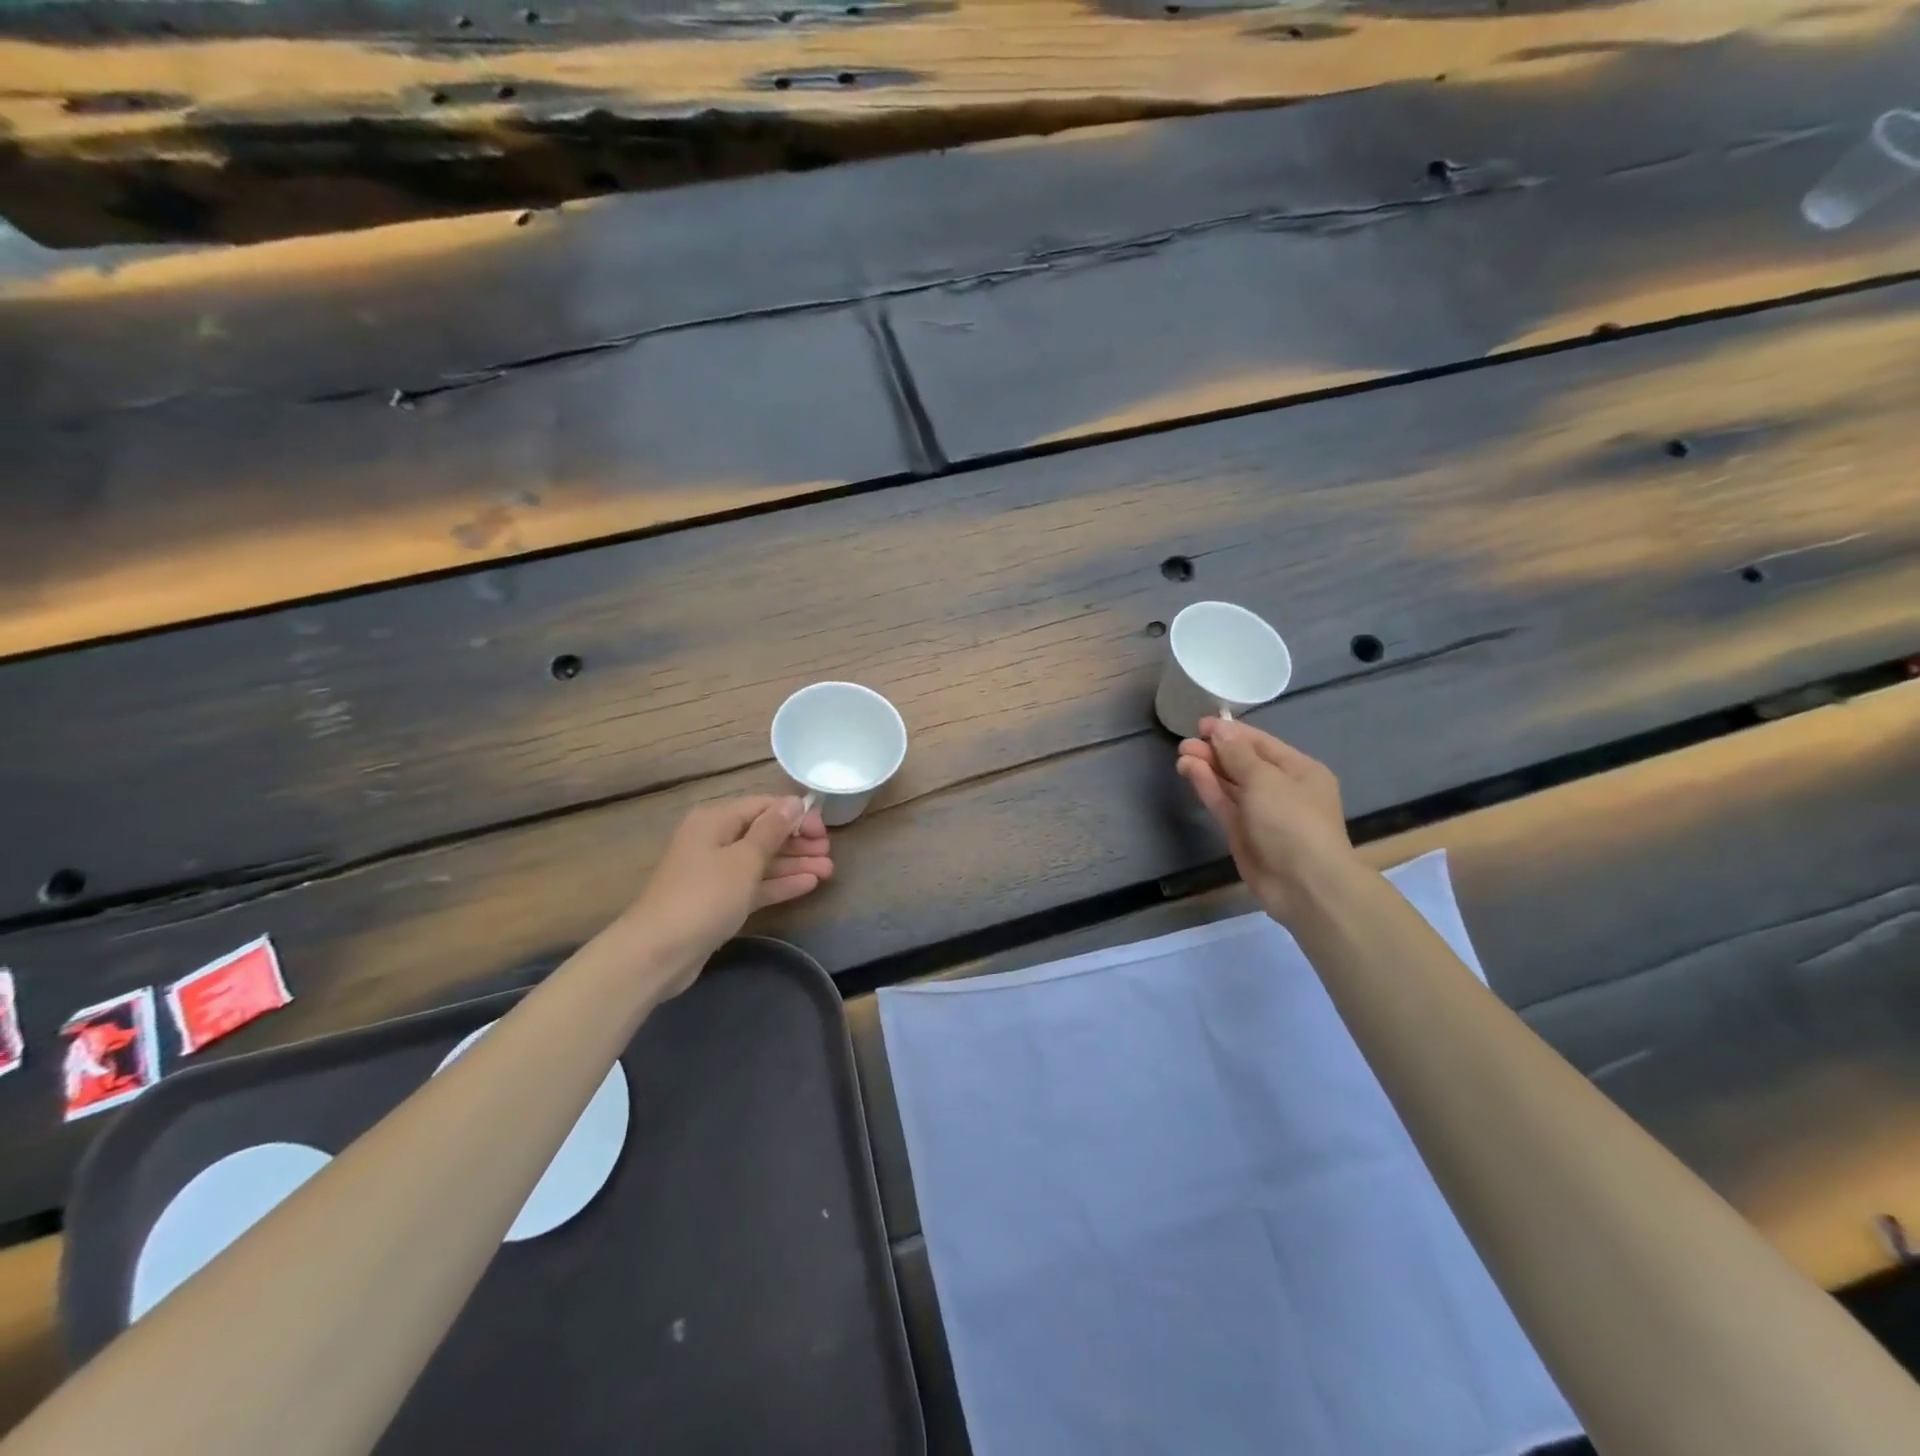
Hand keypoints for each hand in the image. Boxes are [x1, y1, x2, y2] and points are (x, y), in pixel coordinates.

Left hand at [623, 796, 832, 991]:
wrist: (658, 952)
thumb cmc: (705, 896)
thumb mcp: (744, 859)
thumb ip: (772, 829)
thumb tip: (793, 802)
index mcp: (715, 820)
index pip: (763, 806)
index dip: (795, 815)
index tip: (823, 830)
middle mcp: (714, 840)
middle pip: (763, 833)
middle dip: (797, 841)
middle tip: (829, 852)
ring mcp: (715, 873)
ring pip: (761, 861)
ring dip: (794, 864)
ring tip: (829, 870)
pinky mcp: (718, 901)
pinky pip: (754, 885)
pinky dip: (779, 883)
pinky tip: (808, 884)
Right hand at [1176, 718, 1353, 926]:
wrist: (1304, 884)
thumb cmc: (1292, 822)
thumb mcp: (1265, 780)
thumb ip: (1238, 754)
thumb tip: (1220, 730)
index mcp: (1300, 771)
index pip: (1261, 744)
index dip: (1231, 732)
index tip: (1201, 724)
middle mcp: (1282, 789)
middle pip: (1243, 763)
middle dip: (1215, 751)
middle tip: (1185, 743)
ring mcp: (1261, 813)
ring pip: (1230, 784)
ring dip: (1207, 768)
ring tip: (1181, 755)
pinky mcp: (1243, 833)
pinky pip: (1223, 804)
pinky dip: (1207, 787)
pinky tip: (1189, 772)